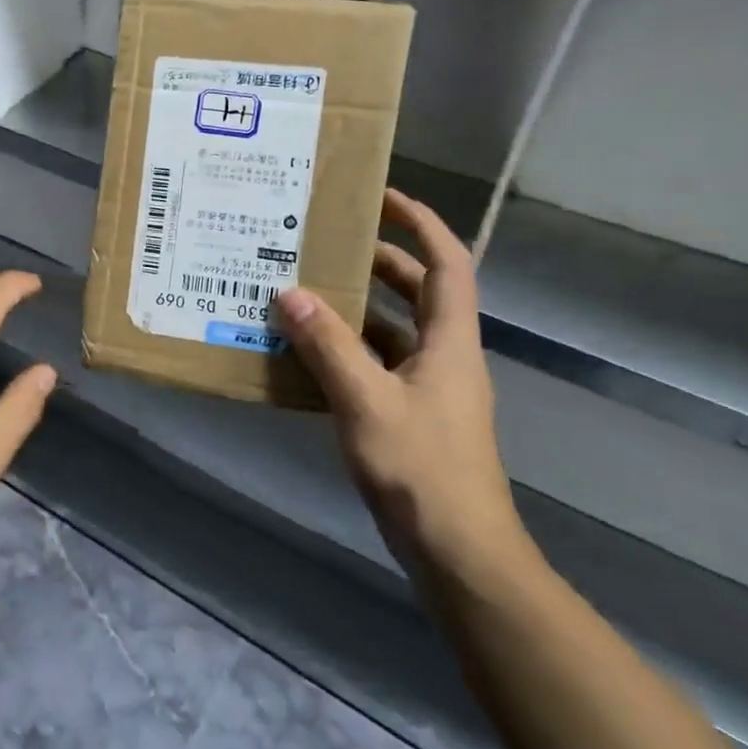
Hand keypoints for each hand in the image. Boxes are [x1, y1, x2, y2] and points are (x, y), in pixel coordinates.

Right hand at [273, 191, 523, 578]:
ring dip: (357, 310)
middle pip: (418, 292)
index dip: (421, 223)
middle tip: (327, 244)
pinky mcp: (410, 417)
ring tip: (306, 291)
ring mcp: (429, 390)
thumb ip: (328, 346)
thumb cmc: (421, 468)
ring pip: (394, 331)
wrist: (457, 551)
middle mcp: (444, 356)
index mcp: (449, 341)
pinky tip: (306, 355)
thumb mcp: (366, 401)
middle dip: (379, 262)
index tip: (382, 198)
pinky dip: (347, 352)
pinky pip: (377, 367)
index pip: (447, 263)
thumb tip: (290, 294)